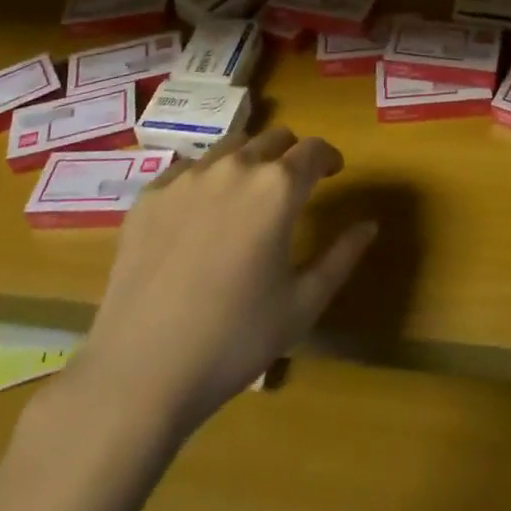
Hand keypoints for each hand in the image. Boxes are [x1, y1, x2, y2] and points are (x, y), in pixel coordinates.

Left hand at [60, 126, 376, 442]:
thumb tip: (369, 224)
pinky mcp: (150, 195)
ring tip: (246, 197)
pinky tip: (200, 218)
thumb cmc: (235, 340)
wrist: (140, 372)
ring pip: (230, 147)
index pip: (315, 149)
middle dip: (291, 155)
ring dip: (249, 161)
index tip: (334, 172)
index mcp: (278, 188)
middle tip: (293, 187)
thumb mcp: (302, 304)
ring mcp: (187, 177)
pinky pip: (188, 170)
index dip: (329, 157)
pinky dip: (206, 180)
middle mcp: (235, 167)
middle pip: (273, 138)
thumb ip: (342, 256)